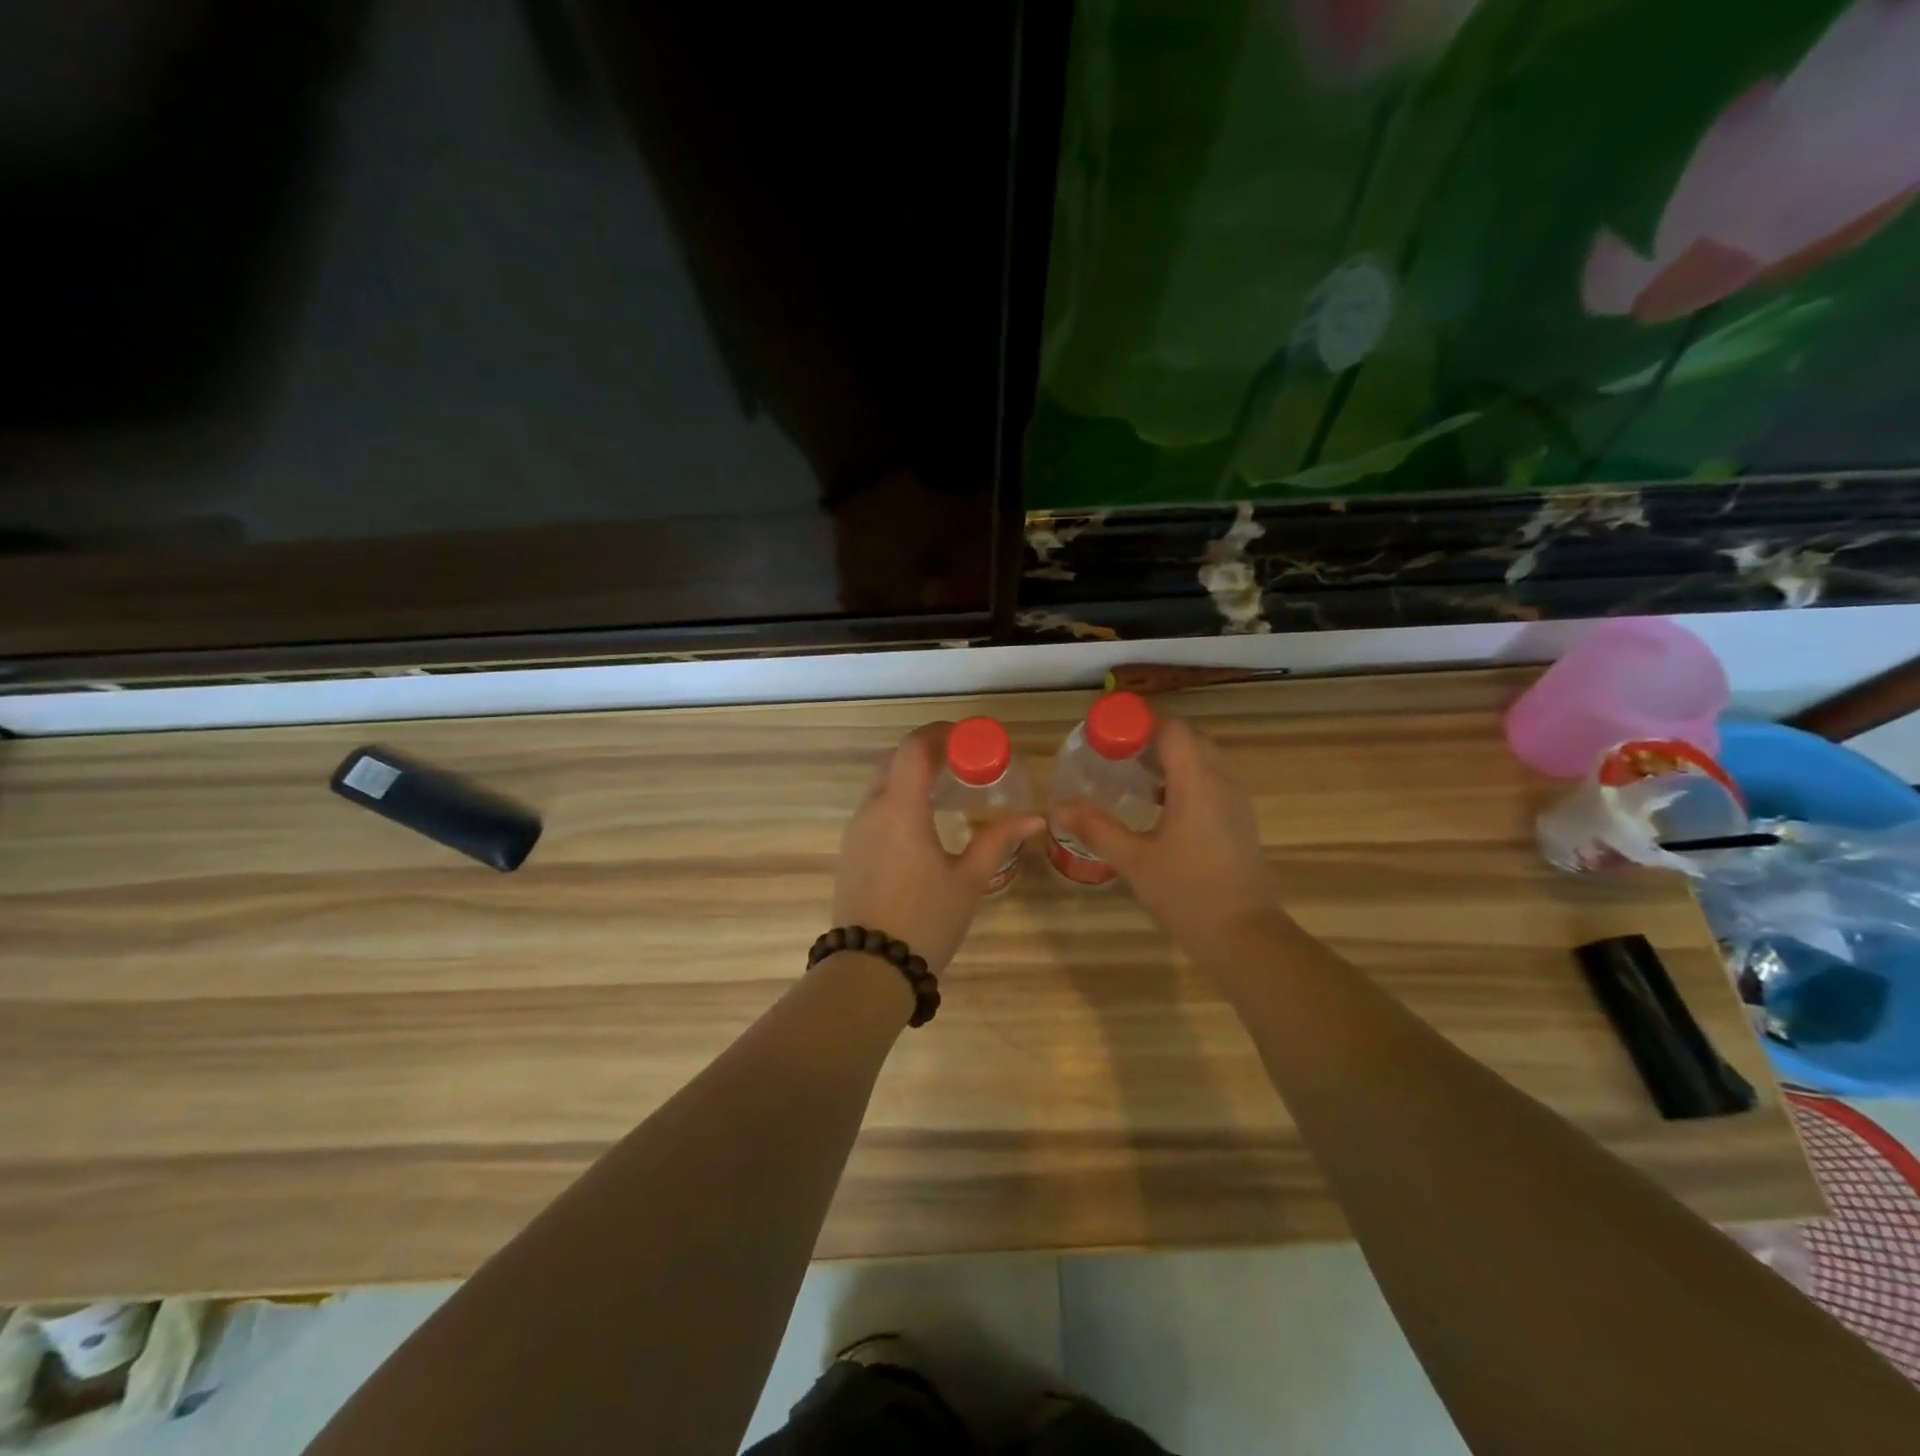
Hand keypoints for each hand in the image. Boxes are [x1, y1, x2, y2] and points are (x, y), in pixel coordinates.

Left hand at [834, 723, 1042, 974]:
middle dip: (929, 751)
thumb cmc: (925, 920)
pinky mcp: (849, 851)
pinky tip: (922, 822)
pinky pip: (874, 809)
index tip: (970, 738)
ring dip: (912, 775)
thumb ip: (999, 841)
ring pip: (882, 784)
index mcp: (901, 808)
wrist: (869, 969)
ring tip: (947, 788)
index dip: (942, 733)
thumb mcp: (969, 880)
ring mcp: (855, 831)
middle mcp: (871, 810)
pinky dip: (898, 799)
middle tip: (964, 761)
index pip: (915, 747)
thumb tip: (1035, 818)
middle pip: (896, 760)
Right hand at [1050, 714, 1282, 960]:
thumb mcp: (1134, 860)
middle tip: (1114, 753)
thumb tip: (1058, 807)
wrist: (1244, 936)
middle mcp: (1222, 782)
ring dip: (1170, 759)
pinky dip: (1185, 779)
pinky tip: (1159, 806)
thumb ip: (1097, 828)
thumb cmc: (1188, 893)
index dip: (1139, 723)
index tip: (1108, 733)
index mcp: (1197, 782)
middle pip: (1188, 739)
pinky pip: (1211, 782)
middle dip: (1152, 739)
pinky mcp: (1240, 821)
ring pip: (1203, 760)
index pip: (1172, 728)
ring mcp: (1235, 802)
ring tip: (1132, 776)